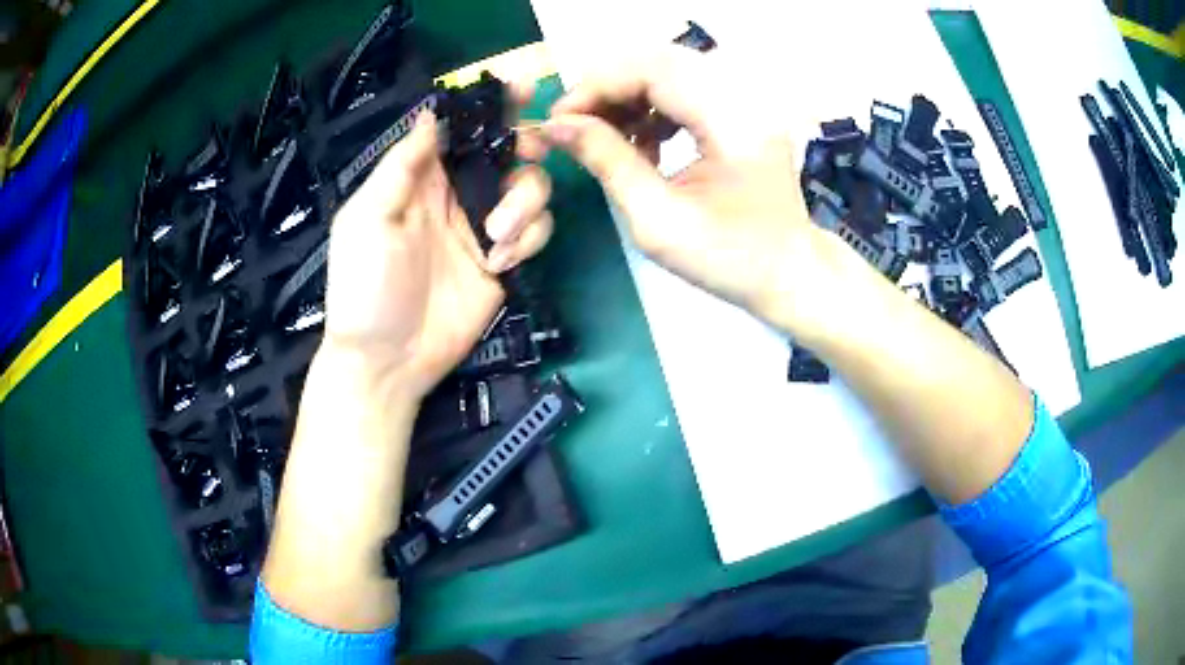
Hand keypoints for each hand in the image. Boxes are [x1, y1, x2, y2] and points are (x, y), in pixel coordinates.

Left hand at [323, 90, 552, 399]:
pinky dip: (527, 241)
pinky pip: (536, 233)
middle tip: (529, 155)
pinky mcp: (504, 262)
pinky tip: (498, 264)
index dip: (492, 107)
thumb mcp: (368, 220)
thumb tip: (429, 115)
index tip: (523, 89)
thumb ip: (400, 168)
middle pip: (508, 152)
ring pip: (531, 189)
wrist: (388, 360)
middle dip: (526, 147)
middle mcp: (458, 196)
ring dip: (524, 205)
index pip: (462, 131)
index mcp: (422, 180)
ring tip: (496, 237)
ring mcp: (484, 229)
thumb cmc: (365, 287)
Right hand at [536, 46, 849, 340]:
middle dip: (608, 87)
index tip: (560, 119)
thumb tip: (557, 125)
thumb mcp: (657, 220)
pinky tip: (643, 140)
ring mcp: (748, 99)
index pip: (654, 70)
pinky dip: (653, 105)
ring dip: (628, 95)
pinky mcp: (743, 109)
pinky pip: (686, 87)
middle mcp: (745, 96)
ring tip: (605, 136)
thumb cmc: (729, 260)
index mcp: (733, 121)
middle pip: (660, 59)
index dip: (598, 86)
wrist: (789, 273)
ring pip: (670, 69)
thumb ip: (606, 162)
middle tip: (576, 124)